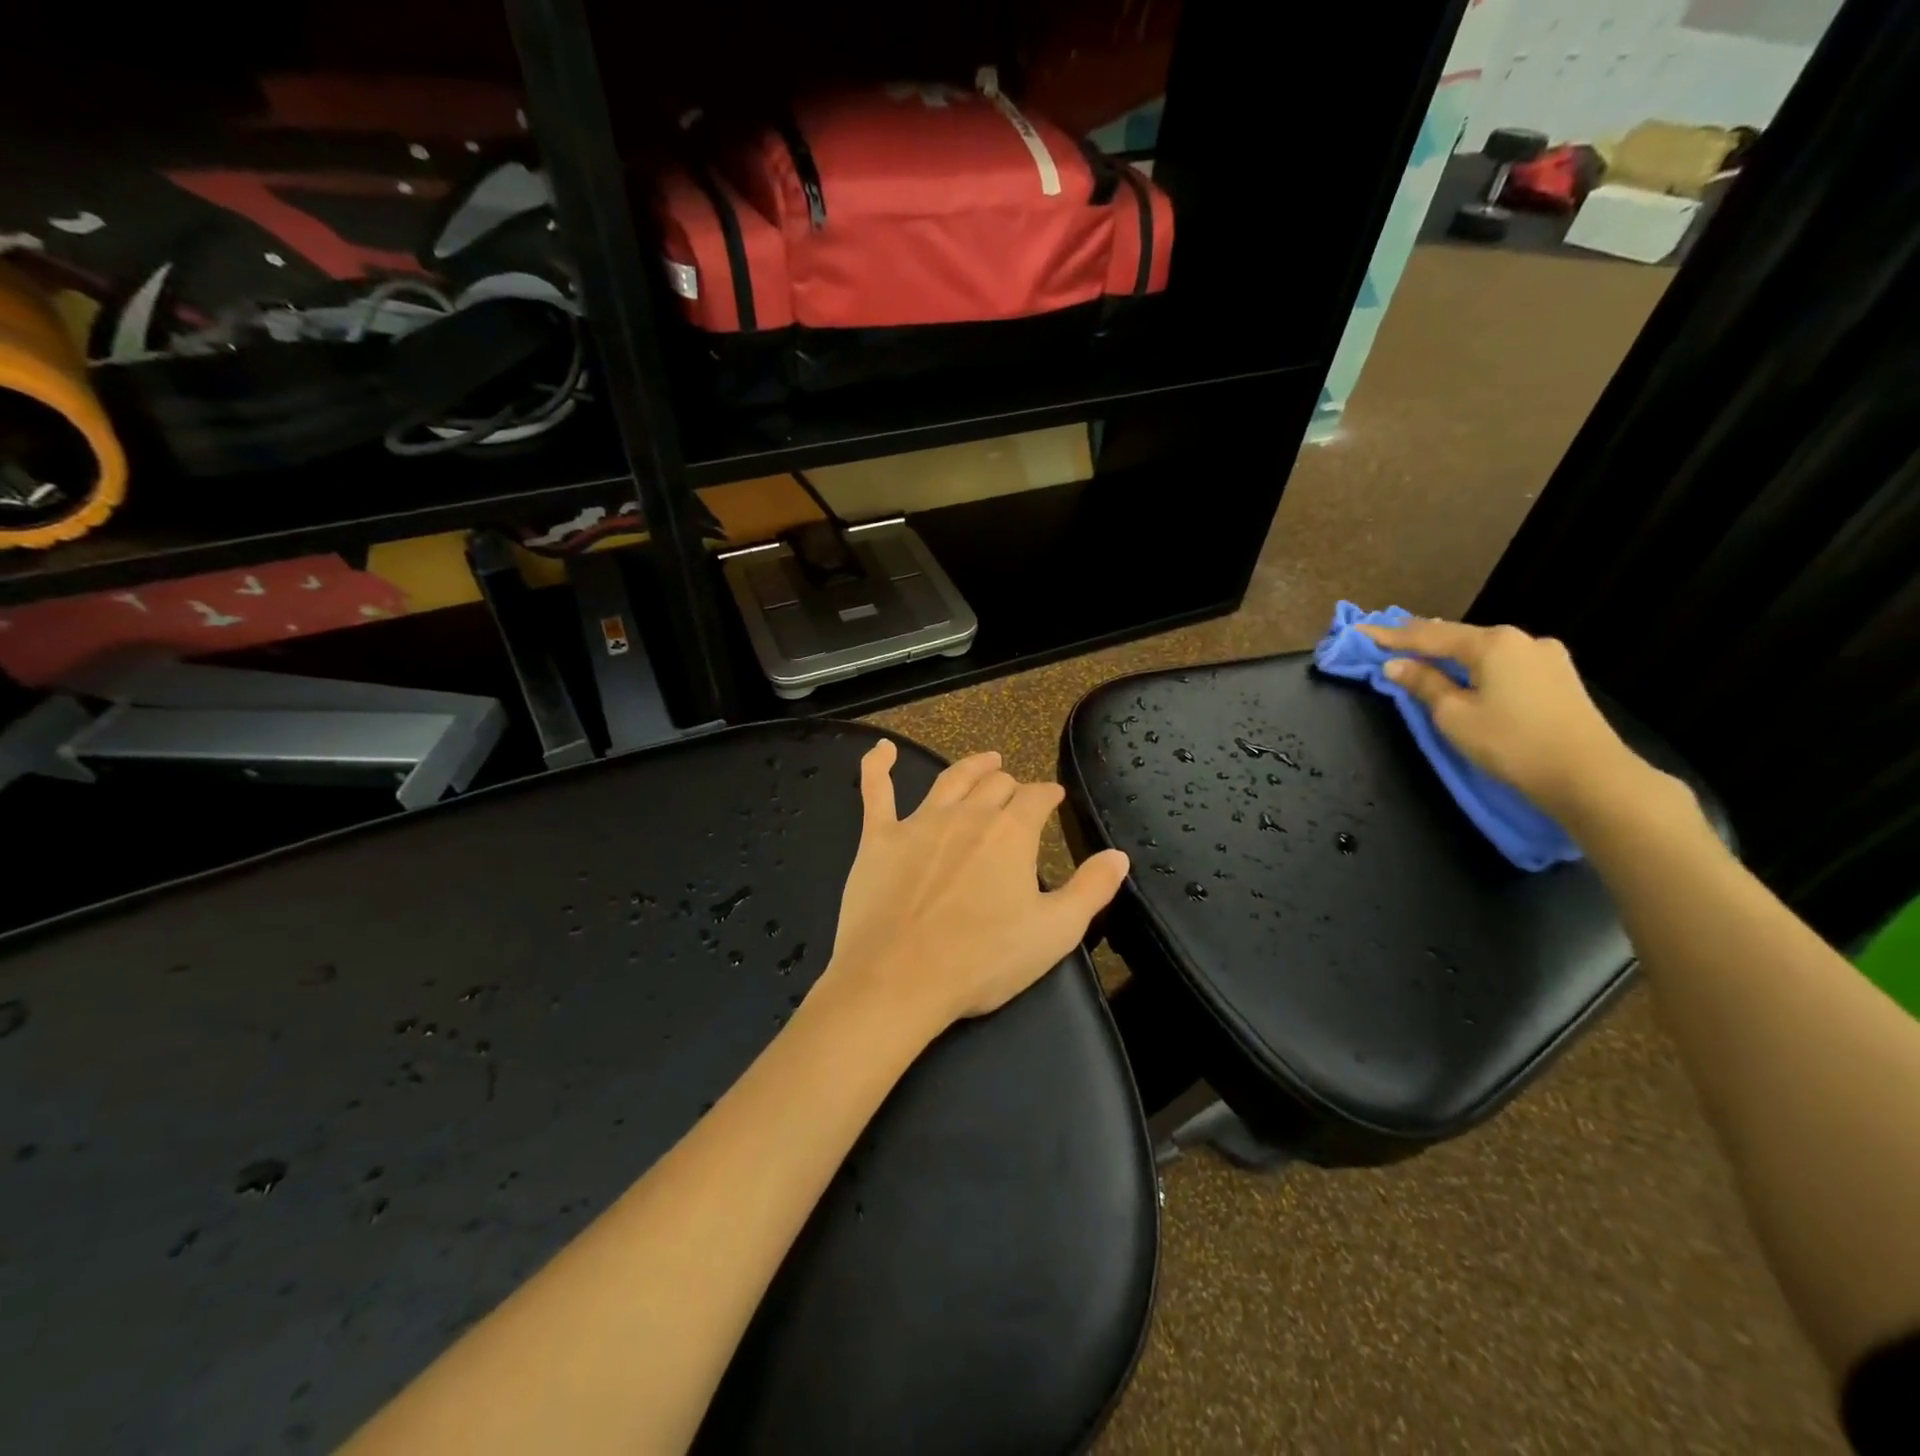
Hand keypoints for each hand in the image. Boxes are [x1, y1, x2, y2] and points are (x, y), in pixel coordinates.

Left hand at [817, 741, 1129, 1040]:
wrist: (899, 978)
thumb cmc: (983, 960)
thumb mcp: (1055, 932)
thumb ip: (1091, 890)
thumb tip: (1118, 855)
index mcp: (1011, 833)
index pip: (1036, 798)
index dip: (1048, 794)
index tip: (1054, 797)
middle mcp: (967, 815)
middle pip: (995, 784)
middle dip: (1012, 784)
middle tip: (1018, 792)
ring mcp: (919, 822)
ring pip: (950, 779)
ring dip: (971, 766)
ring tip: (984, 760)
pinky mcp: (879, 837)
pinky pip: (876, 791)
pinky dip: (877, 765)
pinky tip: (881, 749)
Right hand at [1357, 617, 1658, 820]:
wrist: (1589, 776)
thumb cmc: (1511, 743)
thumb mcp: (1454, 715)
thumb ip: (1424, 684)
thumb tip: (1395, 665)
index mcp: (1491, 643)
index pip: (1427, 634)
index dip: (1389, 635)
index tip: (1358, 630)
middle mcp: (1521, 639)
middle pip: (1458, 636)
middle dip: (1422, 638)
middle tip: (1387, 638)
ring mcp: (1546, 656)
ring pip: (1483, 649)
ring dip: (1451, 652)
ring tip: (1423, 653)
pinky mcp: (1559, 677)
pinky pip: (1504, 662)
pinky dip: (1476, 664)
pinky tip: (1467, 671)